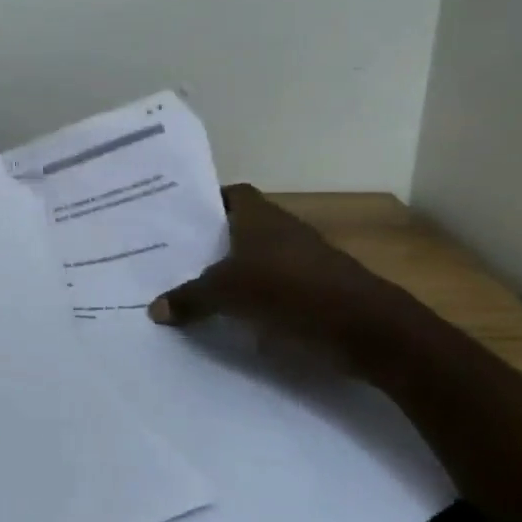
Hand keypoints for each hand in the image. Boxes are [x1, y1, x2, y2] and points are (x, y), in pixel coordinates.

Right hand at [147, 185, 391, 342]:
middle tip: (174, 258)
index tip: (178, 219)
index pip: (231, 194)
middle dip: (212, 243)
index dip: (206, 202)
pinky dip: (255, 299)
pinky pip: (274, 289)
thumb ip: (191, 298)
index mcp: (261, 217)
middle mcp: (282, 231)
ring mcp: (303, 262)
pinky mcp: (316, 292)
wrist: (367, 328)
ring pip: (257, 260)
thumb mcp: (229, 293)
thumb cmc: (292, 291)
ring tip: (195, 290)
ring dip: (233, 273)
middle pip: (240, 229)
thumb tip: (154, 308)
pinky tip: (232, 318)